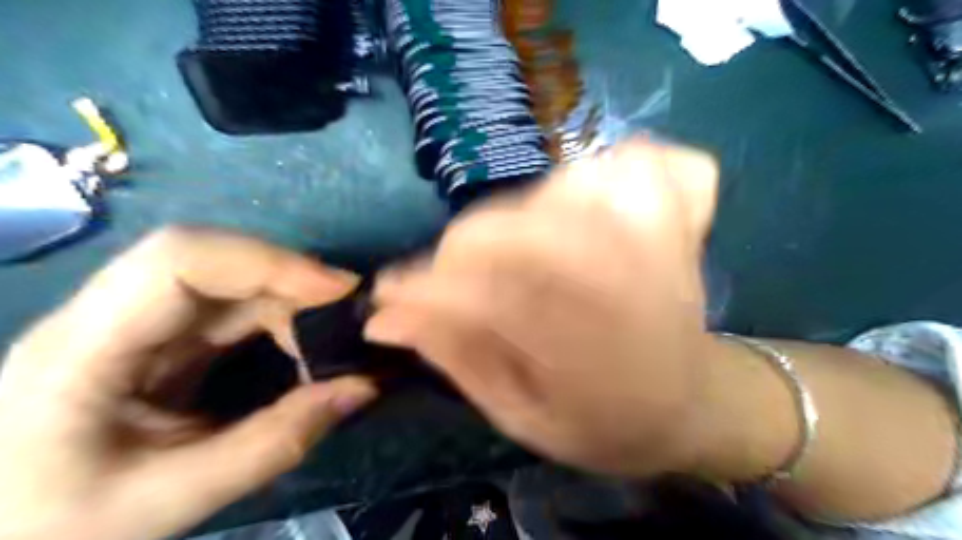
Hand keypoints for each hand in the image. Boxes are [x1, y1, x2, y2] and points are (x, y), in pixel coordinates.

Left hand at [0, 228, 377, 539]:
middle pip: (210, 258)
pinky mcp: (158, 335)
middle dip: (289, 276)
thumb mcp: (172, 501)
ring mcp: (132, 321)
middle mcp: (104, 315)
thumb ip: (275, 442)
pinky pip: (230, 305)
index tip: (336, 289)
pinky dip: (278, 314)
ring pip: (227, 278)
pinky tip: (305, 339)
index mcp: (82, 349)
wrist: (4, 536)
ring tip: (336, 327)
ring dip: (290, 296)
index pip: (178, 260)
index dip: (266, 261)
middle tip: (349, 308)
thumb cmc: (58, 529)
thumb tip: (362, 386)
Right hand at [365, 141, 716, 478]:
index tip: (391, 294)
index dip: (428, 289)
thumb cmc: (605, 422)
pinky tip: (599, 208)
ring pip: (579, 181)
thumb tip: (386, 318)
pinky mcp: (685, 217)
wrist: (692, 405)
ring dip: (535, 211)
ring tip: (534, 253)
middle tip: (462, 280)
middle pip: (528, 224)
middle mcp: (631, 284)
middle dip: (469, 249)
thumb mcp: (521, 415)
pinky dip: (615, 171)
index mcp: (591, 353)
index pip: (491, 295)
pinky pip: (645, 160)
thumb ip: (459, 358)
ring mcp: (666, 239)